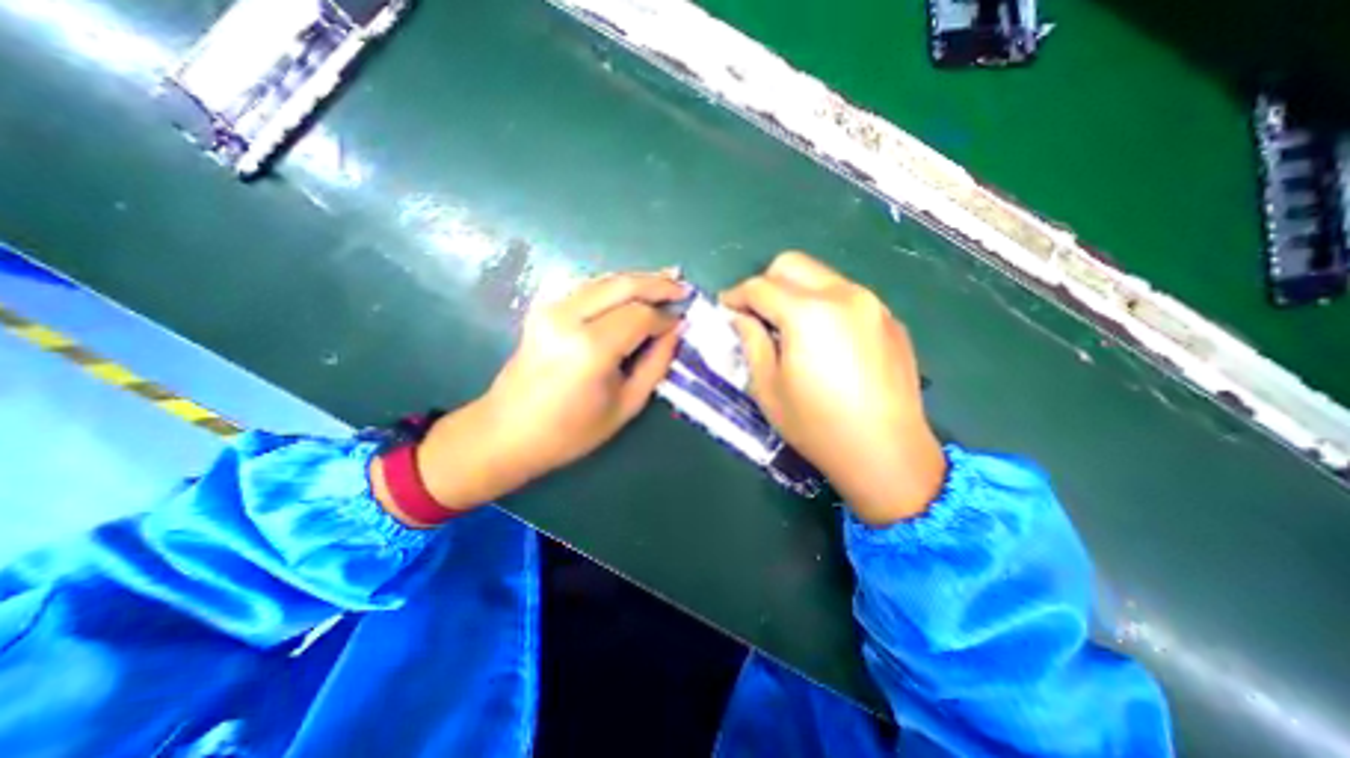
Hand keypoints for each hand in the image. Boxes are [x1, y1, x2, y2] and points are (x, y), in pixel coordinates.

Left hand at [395, 273, 686, 521]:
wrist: (507, 431)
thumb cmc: (570, 431)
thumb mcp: (626, 405)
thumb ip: (656, 364)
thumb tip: (675, 331)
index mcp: (591, 348)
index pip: (640, 315)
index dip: (665, 317)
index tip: (682, 322)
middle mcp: (569, 317)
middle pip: (623, 285)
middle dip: (658, 283)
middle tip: (683, 286)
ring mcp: (551, 308)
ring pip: (605, 280)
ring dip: (638, 278)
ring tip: (666, 280)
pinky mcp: (544, 308)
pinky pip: (588, 287)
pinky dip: (615, 285)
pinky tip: (633, 288)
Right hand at [722, 252, 939, 522]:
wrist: (887, 453)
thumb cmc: (817, 425)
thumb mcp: (768, 388)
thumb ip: (751, 342)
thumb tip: (741, 318)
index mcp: (808, 313)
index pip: (759, 286)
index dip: (735, 295)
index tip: (725, 309)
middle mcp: (843, 295)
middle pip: (793, 264)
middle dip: (765, 282)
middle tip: (756, 313)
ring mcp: (873, 304)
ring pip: (822, 276)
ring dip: (796, 292)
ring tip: (789, 327)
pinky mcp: (890, 320)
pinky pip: (848, 296)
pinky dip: (825, 305)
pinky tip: (825, 341)